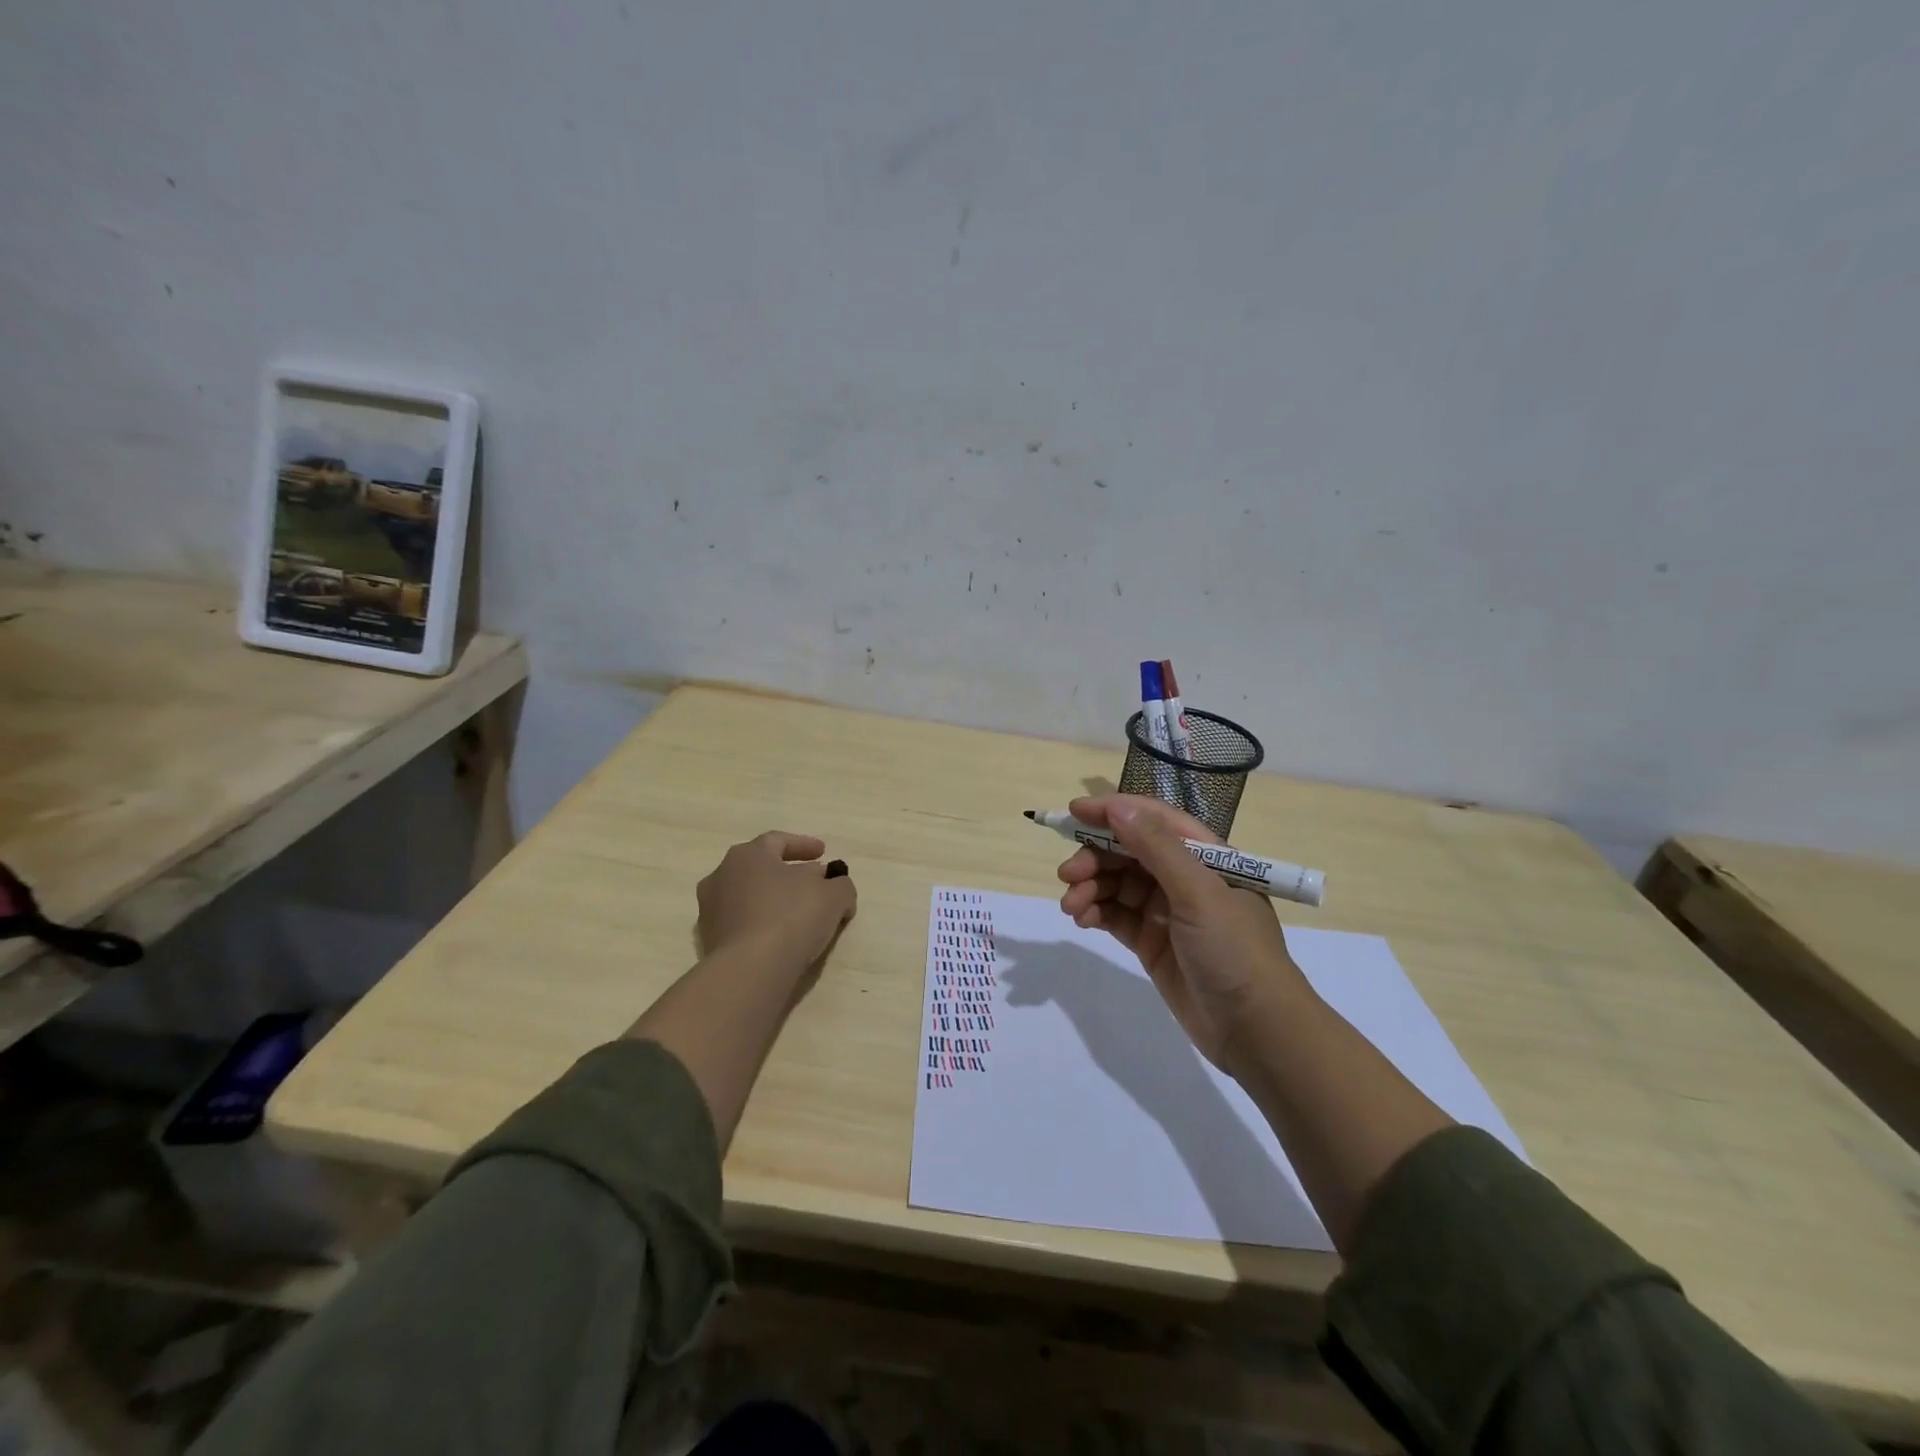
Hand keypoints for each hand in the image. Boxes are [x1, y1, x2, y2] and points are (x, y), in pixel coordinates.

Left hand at [696, 831, 856, 975]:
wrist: (749, 971)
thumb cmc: (790, 918)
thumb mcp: (833, 896)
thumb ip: (840, 885)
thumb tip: (836, 886)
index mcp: (747, 855)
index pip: (777, 841)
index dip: (804, 845)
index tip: (824, 853)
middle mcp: (721, 876)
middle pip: (761, 869)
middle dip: (790, 874)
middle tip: (815, 883)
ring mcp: (711, 911)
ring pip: (750, 898)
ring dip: (775, 902)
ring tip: (801, 915)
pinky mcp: (710, 942)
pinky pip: (744, 925)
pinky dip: (763, 926)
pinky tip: (783, 939)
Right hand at [1056, 794, 1305, 1071]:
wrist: (1256, 1031)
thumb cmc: (1234, 950)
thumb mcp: (1198, 893)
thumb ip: (1157, 847)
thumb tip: (1117, 806)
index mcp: (1206, 857)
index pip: (1154, 820)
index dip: (1114, 811)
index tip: (1074, 812)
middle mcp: (1185, 878)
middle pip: (1129, 852)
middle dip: (1095, 857)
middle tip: (1067, 874)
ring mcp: (1167, 911)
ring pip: (1117, 884)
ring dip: (1090, 887)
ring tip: (1071, 906)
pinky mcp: (1152, 942)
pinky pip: (1116, 915)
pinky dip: (1096, 912)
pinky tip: (1082, 919)